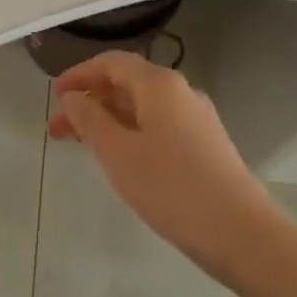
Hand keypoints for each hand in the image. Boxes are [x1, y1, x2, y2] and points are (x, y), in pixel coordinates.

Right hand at [49, 51, 276, 283]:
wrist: (241, 233)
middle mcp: (180, 91)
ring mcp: (197, 118)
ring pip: (143, 108)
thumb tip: (74, 97)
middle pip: (126, 84)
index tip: (55, 96)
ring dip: (109, 120)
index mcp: (158, 84)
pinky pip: (159, 126)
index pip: (111, 63)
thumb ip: (89, 119)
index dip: (79, 75)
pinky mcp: (207, 145)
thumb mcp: (117, 152)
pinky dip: (132, 133)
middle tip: (58, 130)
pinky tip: (123, 160)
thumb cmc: (171, 187)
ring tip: (84, 147)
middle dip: (90, 102)